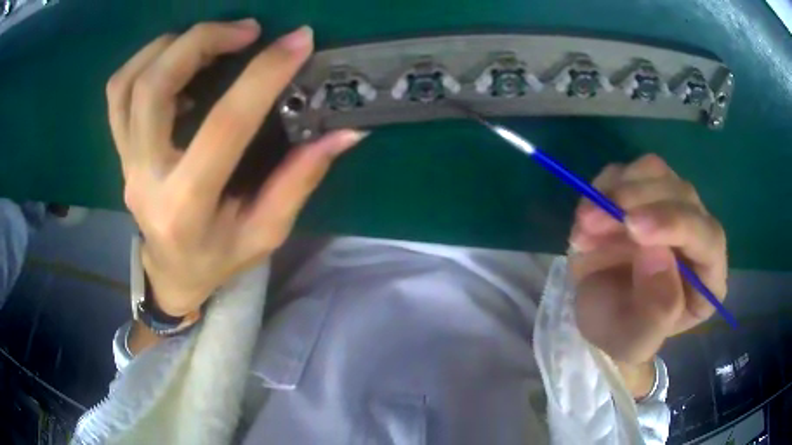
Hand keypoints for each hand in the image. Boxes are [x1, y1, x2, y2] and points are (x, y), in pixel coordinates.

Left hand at [107, 21, 365, 315]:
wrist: (171, 273)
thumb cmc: (218, 259)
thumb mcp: (265, 232)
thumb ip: (299, 180)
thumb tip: (344, 133)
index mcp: (186, 206)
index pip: (223, 127)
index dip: (263, 76)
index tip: (298, 41)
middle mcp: (145, 178)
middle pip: (153, 89)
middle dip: (201, 42)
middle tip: (247, 30)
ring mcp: (125, 162)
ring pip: (127, 83)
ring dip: (169, 45)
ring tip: (210, 38)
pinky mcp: (120, 150)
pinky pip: (118, 92)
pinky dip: (145, 61)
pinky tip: (177, 59)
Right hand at [569, 154, 726, 365]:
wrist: (597, 314)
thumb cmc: (621, 334)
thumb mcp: (635, 340)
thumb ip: (656, 310)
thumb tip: (657, 252)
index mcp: (708, 278)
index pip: (709, 238)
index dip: (675, 224)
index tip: (632, 226)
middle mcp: (698, 235)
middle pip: (682, 195)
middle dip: (636, 202)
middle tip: (591, 221)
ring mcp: (672, 207)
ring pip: (656, 172)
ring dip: (617, 191)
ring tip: (585, 222)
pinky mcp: (646, 193)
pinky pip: (629, 171)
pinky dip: (604, 186)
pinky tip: (587, 215)